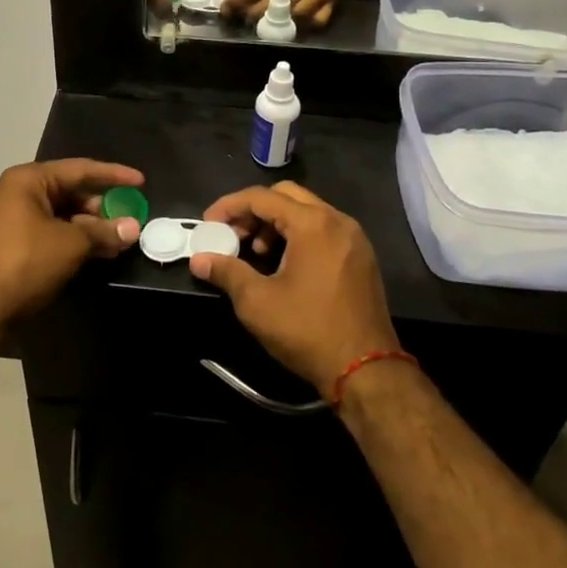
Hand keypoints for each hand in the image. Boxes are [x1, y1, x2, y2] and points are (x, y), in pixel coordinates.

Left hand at [0, 160, 143, 334]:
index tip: (140, 181)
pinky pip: (46, 233)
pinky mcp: (6, 246)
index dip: (113, 175)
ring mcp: (7, 221)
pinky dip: (69, 241)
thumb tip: (133, 227)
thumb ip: (103, 232)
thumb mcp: (70, 245)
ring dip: (87, 228)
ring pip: (58, 216)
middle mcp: (14, 193)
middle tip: (128, 220)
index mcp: (27, 180)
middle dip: (100, 208)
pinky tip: (91, 255)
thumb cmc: (24, 263)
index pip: (79, 169)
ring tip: (116, 242)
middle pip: (68, 192)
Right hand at [189, 182, 399, 399]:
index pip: (262, 197)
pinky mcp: (361, 257)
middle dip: (254, 211)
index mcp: (313, 223)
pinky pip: (324, 230)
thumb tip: (199, 259)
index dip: (229, 206)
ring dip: (276, 223)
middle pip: (286, 196)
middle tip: (232, 234)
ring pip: (307, 212)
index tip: (208, 223)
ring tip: (257, 252)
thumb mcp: (257, 302)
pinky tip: (284, 264)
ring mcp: (354, 238)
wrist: (367, 372)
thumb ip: (226, 272)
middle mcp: (337, 220)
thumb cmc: (308, 331)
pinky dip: (299, 235)